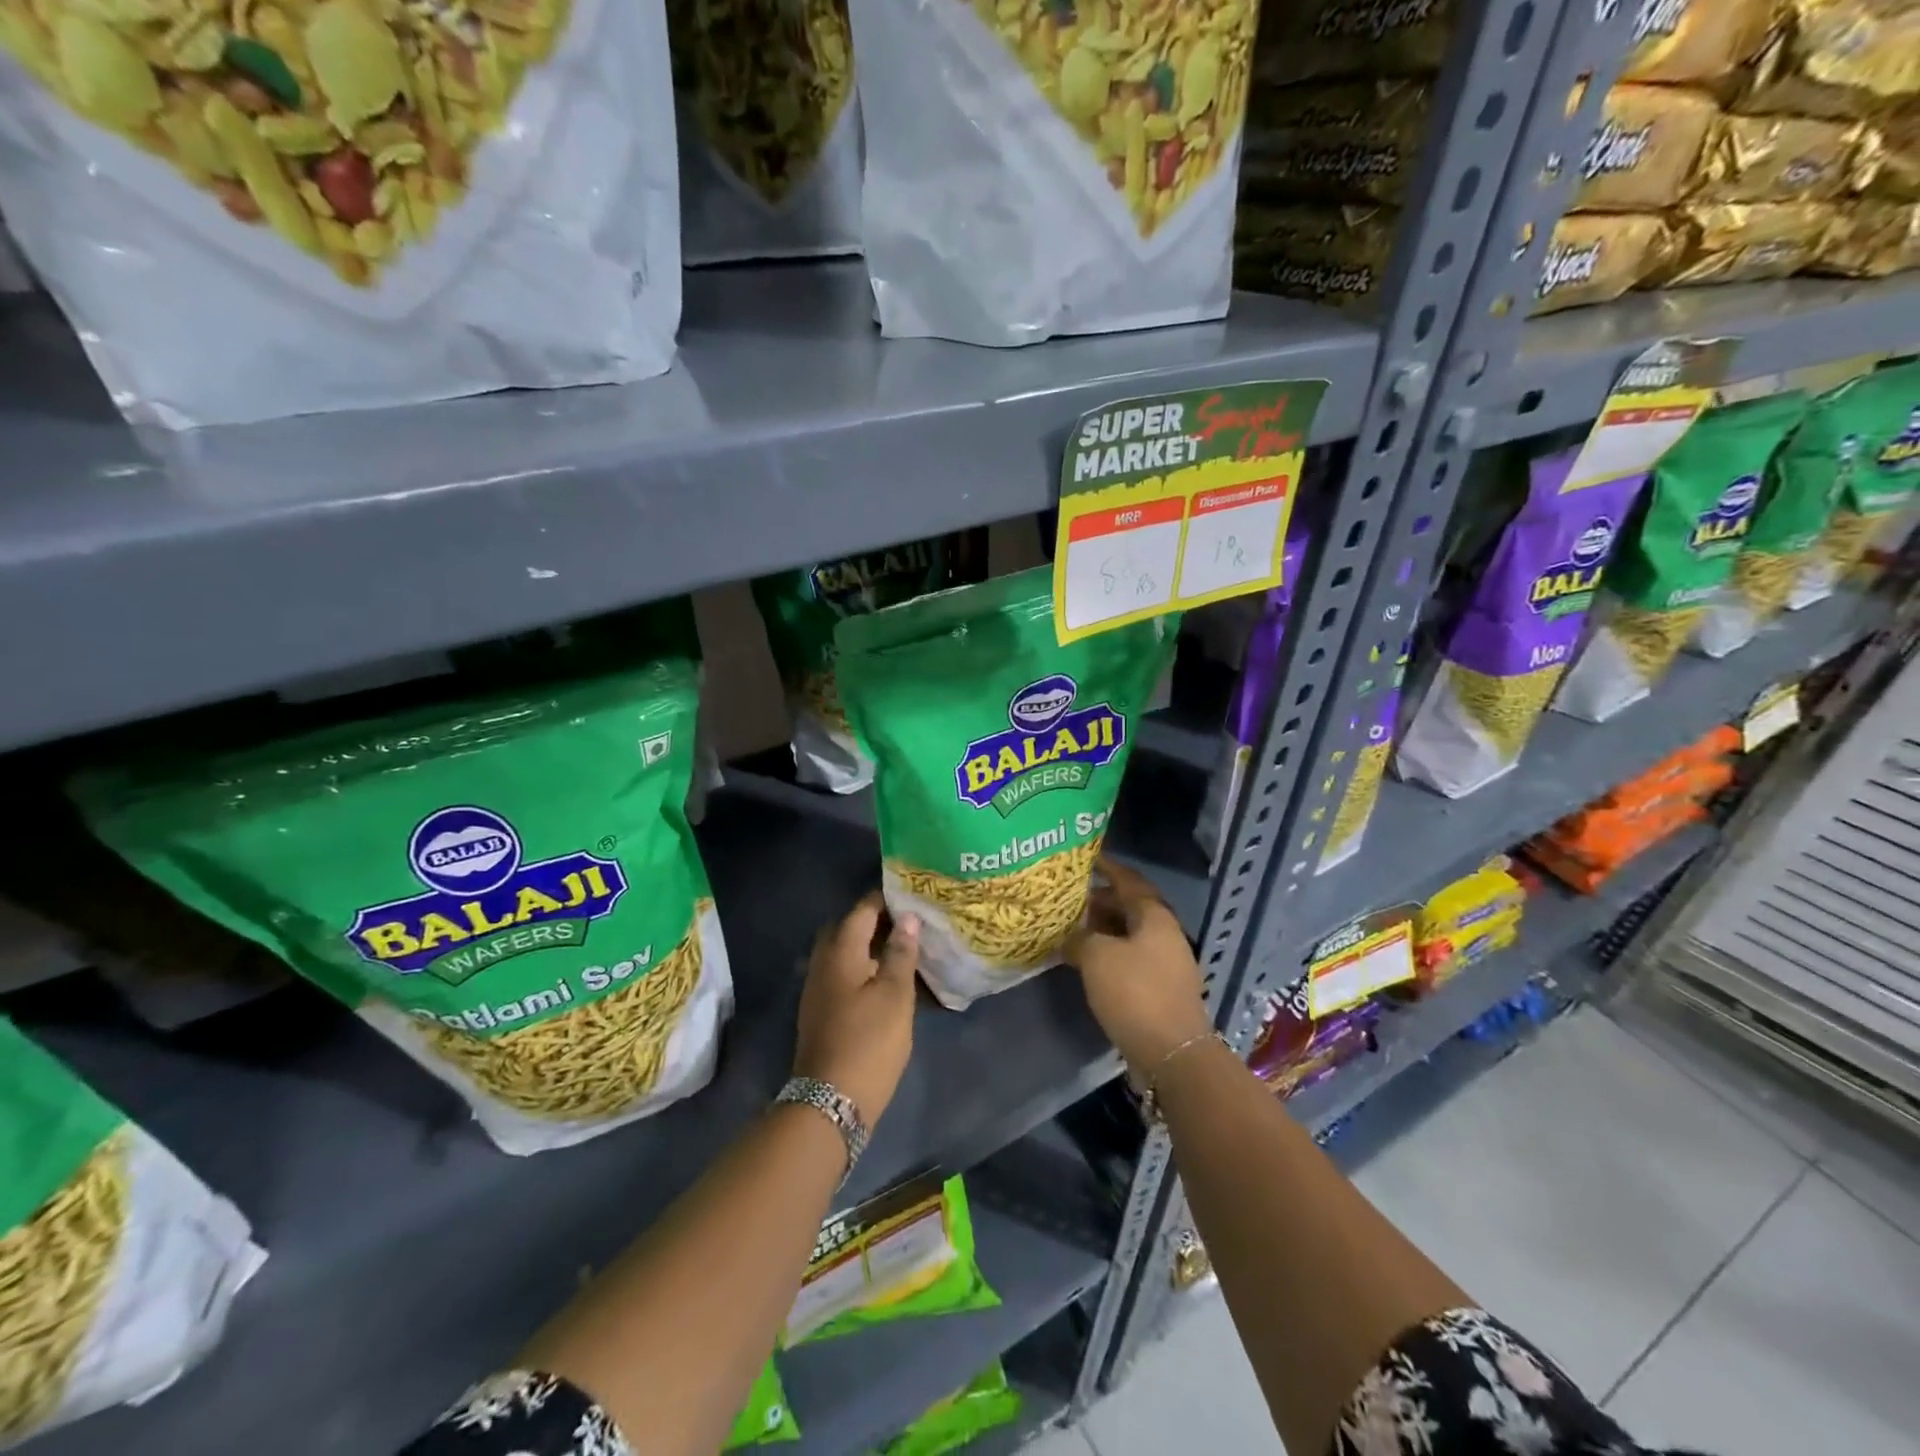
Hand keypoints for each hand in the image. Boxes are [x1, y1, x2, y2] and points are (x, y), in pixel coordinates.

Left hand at [794, 891, 919, 1125]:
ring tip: (903, 949)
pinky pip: (841, 973)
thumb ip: (900, 952)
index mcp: (840, 951)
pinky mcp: (820, 1010)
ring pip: (844, 952)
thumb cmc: (869, 1041)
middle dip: (876, 920)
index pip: (862, 909)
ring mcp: (817, 988)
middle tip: (909, 923)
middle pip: (848, 928)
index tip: (914, 895)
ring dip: (869, 945)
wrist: (831, 1100)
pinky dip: (862, 967)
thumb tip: (906, 917)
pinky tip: (885, 980)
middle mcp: (823, 962)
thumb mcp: (895, 995)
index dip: (886, 899)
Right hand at [1066, 858, 1213, 1074]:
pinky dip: (1108, 953)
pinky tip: (1085, 960)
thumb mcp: (1096, 956)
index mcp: (1154, 915)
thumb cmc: (1135, 992)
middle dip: (1099, 900)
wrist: (1172, 1053)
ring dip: (1101, 929)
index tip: (1083, 859)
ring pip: (1128, 934)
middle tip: (1068, 898)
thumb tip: (1069, 935)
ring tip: (1070, 927)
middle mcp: (1164, 933)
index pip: (1128, 880)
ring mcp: (1165, 962)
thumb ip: (1079, 937)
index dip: (1106, 867)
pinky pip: (1130, 958)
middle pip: (1129, 906)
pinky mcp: (1159, 988)